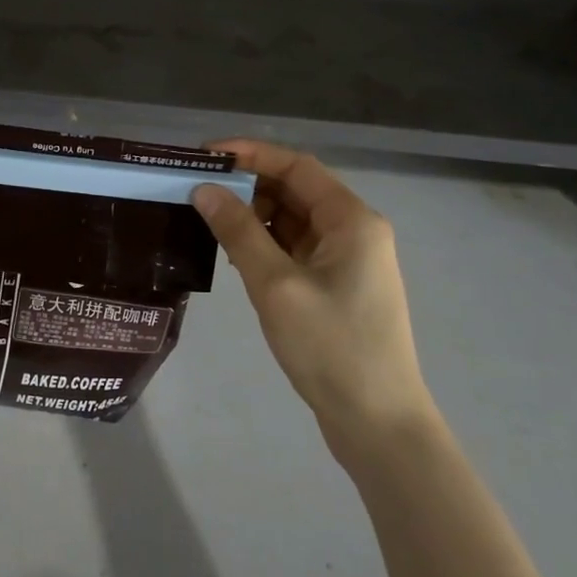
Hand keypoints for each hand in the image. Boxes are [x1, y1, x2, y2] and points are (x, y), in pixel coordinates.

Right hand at [192, 141, 433, 470]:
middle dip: (247, 186)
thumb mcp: (276, 285)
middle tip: (198, 192)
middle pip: (295, 190)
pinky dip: (266, 245)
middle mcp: (354, 231)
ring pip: (293, 220)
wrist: (378, 423)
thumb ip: (239, 232)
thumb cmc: (331, 347)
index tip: (206, 156)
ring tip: (209, 225)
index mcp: (351, 220)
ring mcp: (347, 260)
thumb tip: (204, 189)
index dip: (251, 153)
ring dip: (254, 217)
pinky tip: (236, 258)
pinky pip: (296, 248)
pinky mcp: (337, 286)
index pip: (296, 166)